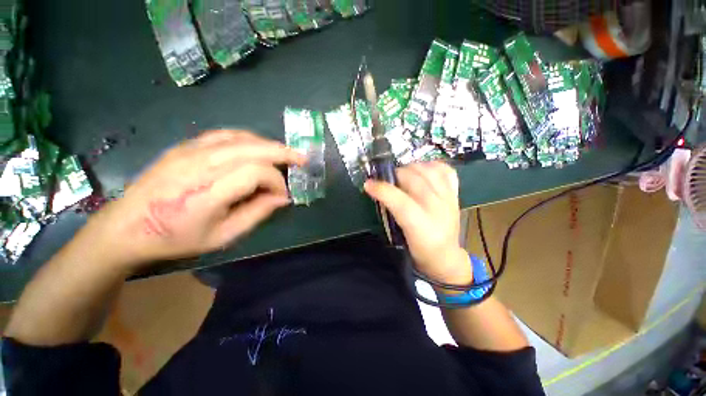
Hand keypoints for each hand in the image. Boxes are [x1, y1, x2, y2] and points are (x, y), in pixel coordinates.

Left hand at [81, 130, 305, 269]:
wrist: (126, 227)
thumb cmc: (177, 237)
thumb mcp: (223, 236)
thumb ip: (257, 213)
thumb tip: (282, 198)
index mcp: (208, 191)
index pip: (257, 172)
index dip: (277, 182)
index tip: (281, 196)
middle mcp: (200, 164)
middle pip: (253, 148)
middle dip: (283, 153)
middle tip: (302, 160)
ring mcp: (190, 150)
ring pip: (242, 137)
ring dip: (268, 145)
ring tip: (284, 154)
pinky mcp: (185, 146)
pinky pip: (225, 134)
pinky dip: (249, 139)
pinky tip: (257, 148)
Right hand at [364, 162, 471, 283]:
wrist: (445, 256)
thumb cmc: (419, 249)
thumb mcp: (399, 237)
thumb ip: (390, 212)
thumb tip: (379, 191)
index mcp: (421, 227)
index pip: (401, 203)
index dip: (383, 190)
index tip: (368, 184)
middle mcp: (437, 210)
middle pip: (415, 181)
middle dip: (395, 174)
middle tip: (386, 179)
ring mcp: (449, 199)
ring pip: (429, 171)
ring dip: (411, 167)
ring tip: (403, 173)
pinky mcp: (455, 194)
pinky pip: (445, 170)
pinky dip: (431, 166)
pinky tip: (422, 170)